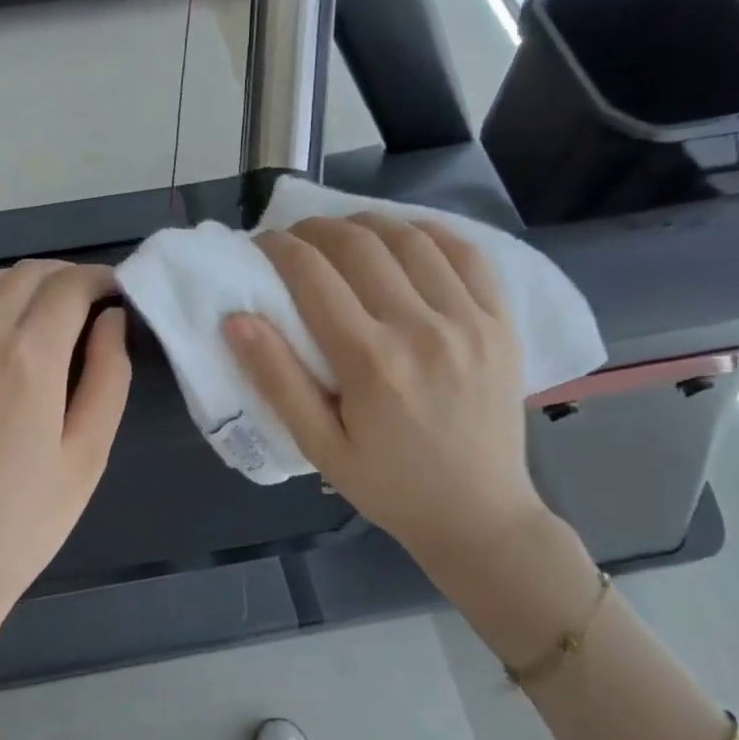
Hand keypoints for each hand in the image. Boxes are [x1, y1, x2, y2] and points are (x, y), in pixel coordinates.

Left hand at [0, 260, 131, 630]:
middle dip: (66, 278)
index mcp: (30, 360)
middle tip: (90, 305)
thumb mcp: (87, 456)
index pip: (70, 286)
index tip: (117, 293)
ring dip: (21, 282)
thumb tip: (111, 319)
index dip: (100, 279)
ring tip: (44, 311)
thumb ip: (108, 377)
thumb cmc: (24, 524)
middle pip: (28, 274)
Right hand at [224, 214, 553, 572]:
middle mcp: (422, 328)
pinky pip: (467, 254)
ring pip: (411, 238)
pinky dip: (429, 233)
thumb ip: (277, 380)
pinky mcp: (501, 322)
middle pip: (360, 245)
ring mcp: (470, 320)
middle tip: (296, 238)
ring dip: (368, 223)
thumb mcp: (319, 446)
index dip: (279, 248)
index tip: (261, 244)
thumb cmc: (388, 486)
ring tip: (343, 234)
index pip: (313, 275)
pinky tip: (405, 239)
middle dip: (317, 229)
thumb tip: (236, 320)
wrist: (479, 515)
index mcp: (371, 361)